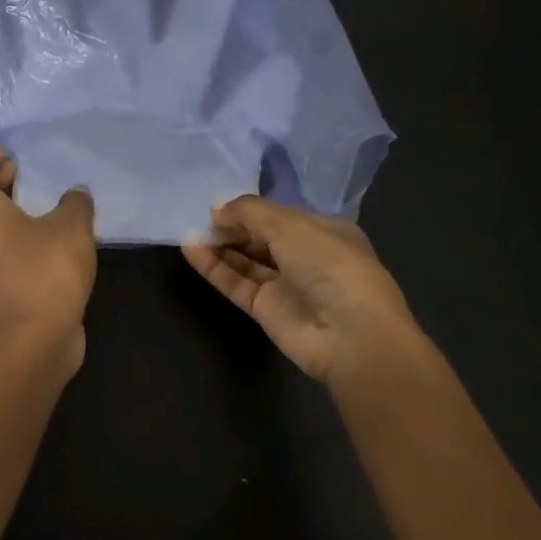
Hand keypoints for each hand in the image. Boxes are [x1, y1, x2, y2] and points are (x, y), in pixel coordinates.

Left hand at [0, 144, 97, 379]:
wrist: (36, 336)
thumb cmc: (46, 269)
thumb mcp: (71, 225)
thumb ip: (75, 202)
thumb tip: (75, 194)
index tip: (10, 151)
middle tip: (25, 169)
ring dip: (9, 205)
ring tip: (43, 197)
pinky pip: (2, 242)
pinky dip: (18, 229)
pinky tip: (52, 230)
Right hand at [183, 195, 416, 387]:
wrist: (350, 335)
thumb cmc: (330, 265)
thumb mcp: (290, 224)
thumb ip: (249, 212)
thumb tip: (216, 209)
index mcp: (324, 232)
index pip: (281, 215)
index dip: (251, 209)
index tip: (220, 204)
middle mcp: (306, 258)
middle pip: (261, 238)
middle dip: (233, 227)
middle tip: (201, 218)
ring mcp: (286, 286)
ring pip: (247, 261)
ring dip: (220, 246)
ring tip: (190, 231)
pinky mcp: (267, 311)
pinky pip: (236, 283)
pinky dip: (215, 267)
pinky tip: (191, 249)